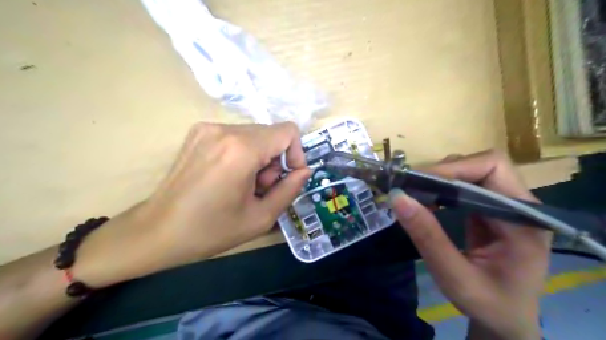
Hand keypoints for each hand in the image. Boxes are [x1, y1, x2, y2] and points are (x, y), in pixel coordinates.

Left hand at [74, 122, 308, 286]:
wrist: (156, 231)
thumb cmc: (210, 230)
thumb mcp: (261, 217)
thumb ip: (290, 189)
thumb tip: (304, 171)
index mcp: (241, 149)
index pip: (288, 131)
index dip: (296, 154)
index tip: (287, 178)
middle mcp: (224, 129)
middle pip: (271, 134)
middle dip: (275, 161)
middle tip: (261, 189)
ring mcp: (207, 128)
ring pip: (254, 135)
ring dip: (259, 159)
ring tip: (244, 186)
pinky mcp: (198, 132)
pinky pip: (236, 136)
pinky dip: (243, 154)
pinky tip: (229, 177)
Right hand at [388, 151, 549, 339]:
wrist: (506, 321)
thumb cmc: (488, 304)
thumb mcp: (454, 276)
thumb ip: (428, 237)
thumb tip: (397, 197)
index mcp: (525, 220)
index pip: (493, 168)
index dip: (454, 169)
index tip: (418, 182)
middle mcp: (521, 205)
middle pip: (482, 165)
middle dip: (443, 172)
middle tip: (411, 187)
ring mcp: (506, 205)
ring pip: (472, 171)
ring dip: (441, 179)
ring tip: (416, 194)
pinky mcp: (492, 210)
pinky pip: (467, 186)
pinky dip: (443, 189)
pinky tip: (428, 201)